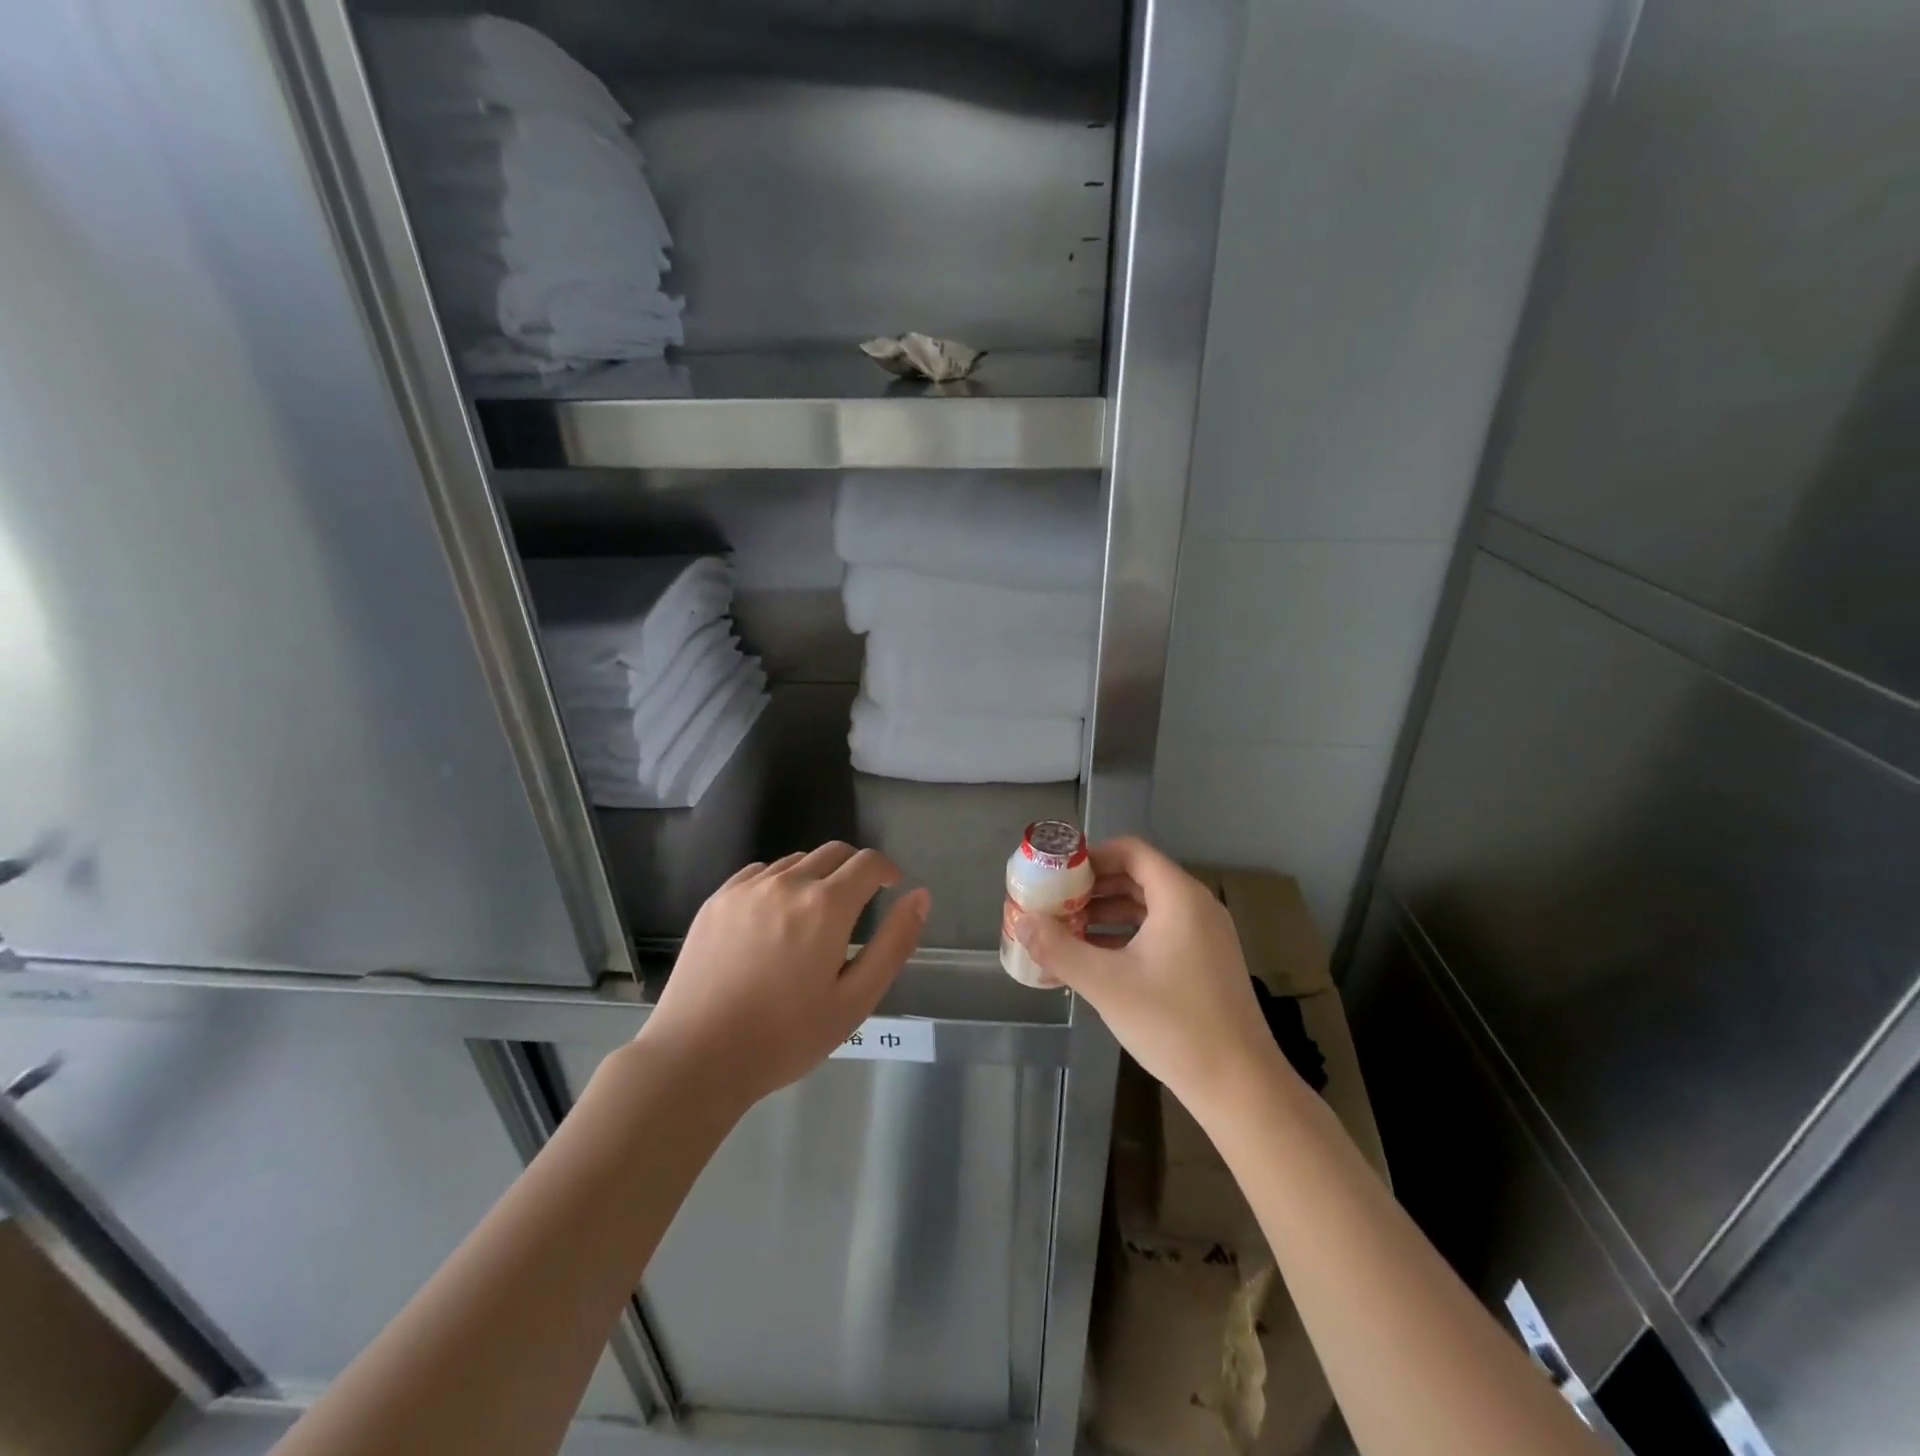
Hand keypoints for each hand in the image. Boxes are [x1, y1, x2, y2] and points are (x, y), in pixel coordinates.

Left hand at [637, 844, 930, 1112]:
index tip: (891, 888)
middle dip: (855, 869)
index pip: (868, 862)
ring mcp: (747, 888)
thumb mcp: (855, 1000)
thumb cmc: (785, 1037)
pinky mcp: (717, 900)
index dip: (887, 870)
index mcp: (826, 905)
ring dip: (817, 875)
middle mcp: (788, 883)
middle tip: (858, 904)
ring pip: (796, 861)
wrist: (696, 1058)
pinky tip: (774, 918)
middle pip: (834, 852)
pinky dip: (779, 882)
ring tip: (814, 917)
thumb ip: (894, 943)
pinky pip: (760, 873)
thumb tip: (920, 896)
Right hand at [1013, 836, 1284, 1118]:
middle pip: (1138, 877)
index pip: (1131, 851)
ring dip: (1107, 913)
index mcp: (1179, 897)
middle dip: (1093, 887)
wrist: (1240, 1086)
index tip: (1057, 873)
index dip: (1091, 856)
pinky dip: (1127, 935)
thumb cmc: (1172, 1023)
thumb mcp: (1105, 983)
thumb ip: (1058, 948)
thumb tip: (1021, 921)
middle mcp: (1196, 906)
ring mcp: (1205, 936)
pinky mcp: (1206, 962)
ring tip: (1067, 930)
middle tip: (1054, 902)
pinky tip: (1097, 959)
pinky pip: (1160, 931)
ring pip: (1148, 907)